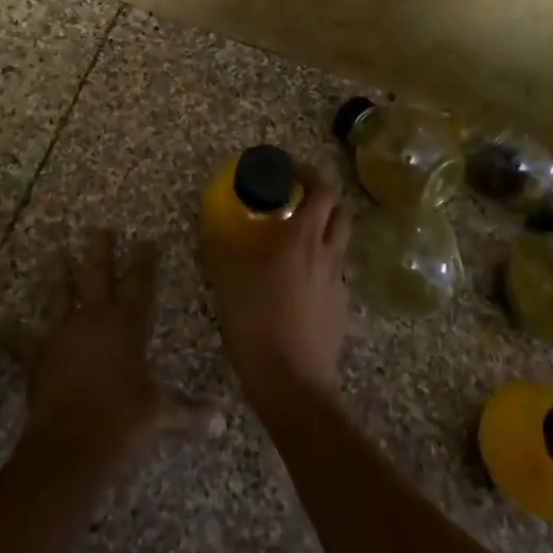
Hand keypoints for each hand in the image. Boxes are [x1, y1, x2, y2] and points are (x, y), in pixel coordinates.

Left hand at [16, 230, 218, 475]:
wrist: (73, 442)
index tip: (147, 240)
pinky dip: (9, 333)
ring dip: (56, 275)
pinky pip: (20, 341)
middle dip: (99, 250)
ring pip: (58, 295)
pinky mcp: (36, 356)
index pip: (141, 284)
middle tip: (98, 228)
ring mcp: (61, 334)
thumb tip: (222, 423)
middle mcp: (94, 319)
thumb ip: (189, 412)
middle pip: (98, 275)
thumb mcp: (162, 414)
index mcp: (127, 326)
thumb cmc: (124, 420)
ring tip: (53, 253)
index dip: (145, 261)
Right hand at [203, 166, 351, 415]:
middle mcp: (328, 255)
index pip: (322, 191)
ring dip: (325, 234)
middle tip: (298, 201)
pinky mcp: (342, 312)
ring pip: (340, 246)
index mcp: (303, 239)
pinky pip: (335, 278)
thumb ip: (218, 252)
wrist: (292, 384)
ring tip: (297, 243)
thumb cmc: (258, 323)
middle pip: (341, 213)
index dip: (311, 173)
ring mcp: (340, 285)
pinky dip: (322, 270)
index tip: (292, 168)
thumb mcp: (227, 283)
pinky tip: (300, 287)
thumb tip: (210, 234)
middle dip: (324, 200)